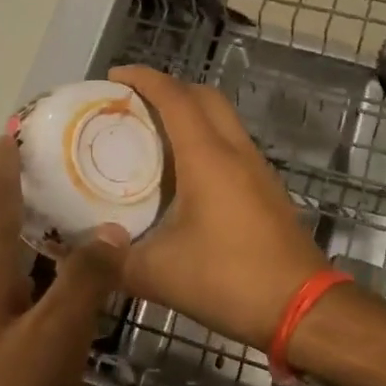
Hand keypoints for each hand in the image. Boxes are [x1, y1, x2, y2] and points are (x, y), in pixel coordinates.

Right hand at [110, 65, 328, 349]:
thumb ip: (114, 261)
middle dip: (168, 88)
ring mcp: (257, 168)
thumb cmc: (229, 280)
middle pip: (204, 96)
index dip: (143, 79)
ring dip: (190, 112)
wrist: (303, 308)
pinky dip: (205, 139)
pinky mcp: (266, 189)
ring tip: (152, 133)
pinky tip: (184, 173)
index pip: (174, 97)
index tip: (113, 77)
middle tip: (132, 103)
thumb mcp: (158, 275)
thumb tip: (82, 250)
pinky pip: (232, 144)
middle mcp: (235, 151)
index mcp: (207, 157)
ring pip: (222, 119)